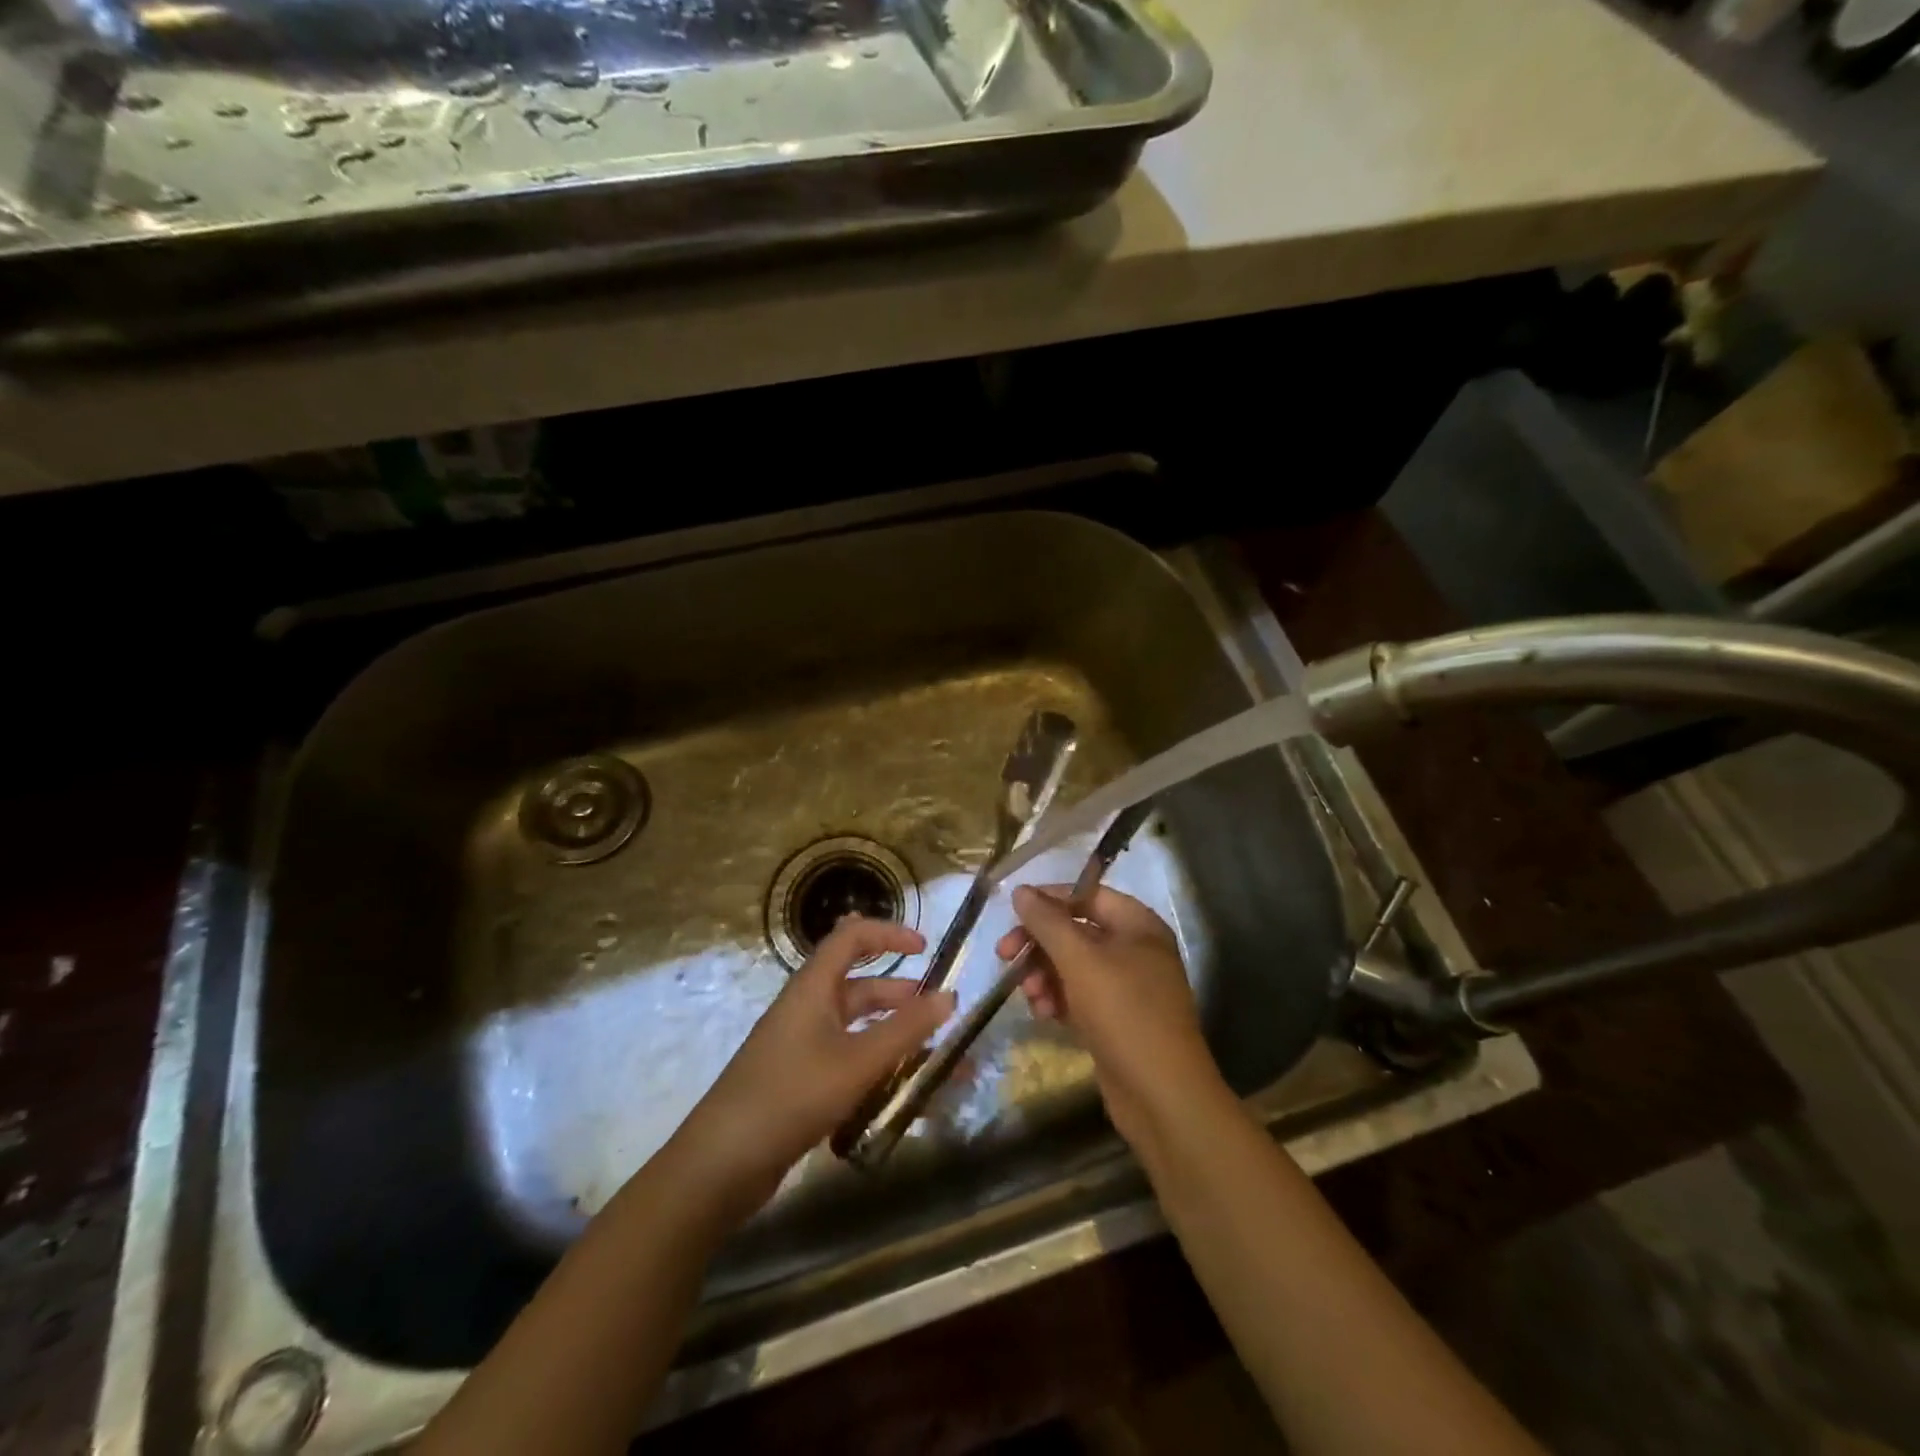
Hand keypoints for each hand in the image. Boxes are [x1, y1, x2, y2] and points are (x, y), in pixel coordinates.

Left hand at [674, 916, 955, 1215]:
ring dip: (892, 1035)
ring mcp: (800, 1046)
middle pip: (858, 985)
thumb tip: (950, 996)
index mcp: (813, 987)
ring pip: (855, 1027)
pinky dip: (876, 1066)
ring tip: (932, 1054)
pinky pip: (847, 1060)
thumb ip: (906, 1030)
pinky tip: (901, 1091)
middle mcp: (806, 1008)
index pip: (851, 937)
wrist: (721, 1164)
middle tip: (938, 1012)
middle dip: (900, 993)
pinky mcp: (799, 1081)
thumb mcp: (857, 1061)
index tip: (925, 948)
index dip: (889, 934)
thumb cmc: (791, 1095)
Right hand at [994, 884, 1226, 1148]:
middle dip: (1040, 943)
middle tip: (1004, 955)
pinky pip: (1079, 996)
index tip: (1012, 910)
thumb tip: (1021, 891)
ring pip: (1073, 966)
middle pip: (1076, 931)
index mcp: (1138, 925)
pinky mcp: (1116, 1020)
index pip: (1088, 895)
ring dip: (1044, 975)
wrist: (1162, 1095)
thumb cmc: (1124, 1013)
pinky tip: (1043, 1014)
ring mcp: (1127, 987)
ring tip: (1030, 995)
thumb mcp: (1080, 960)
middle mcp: (1135, 950)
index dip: (1050, 898)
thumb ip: (1048, 922)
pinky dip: (1058, 999)